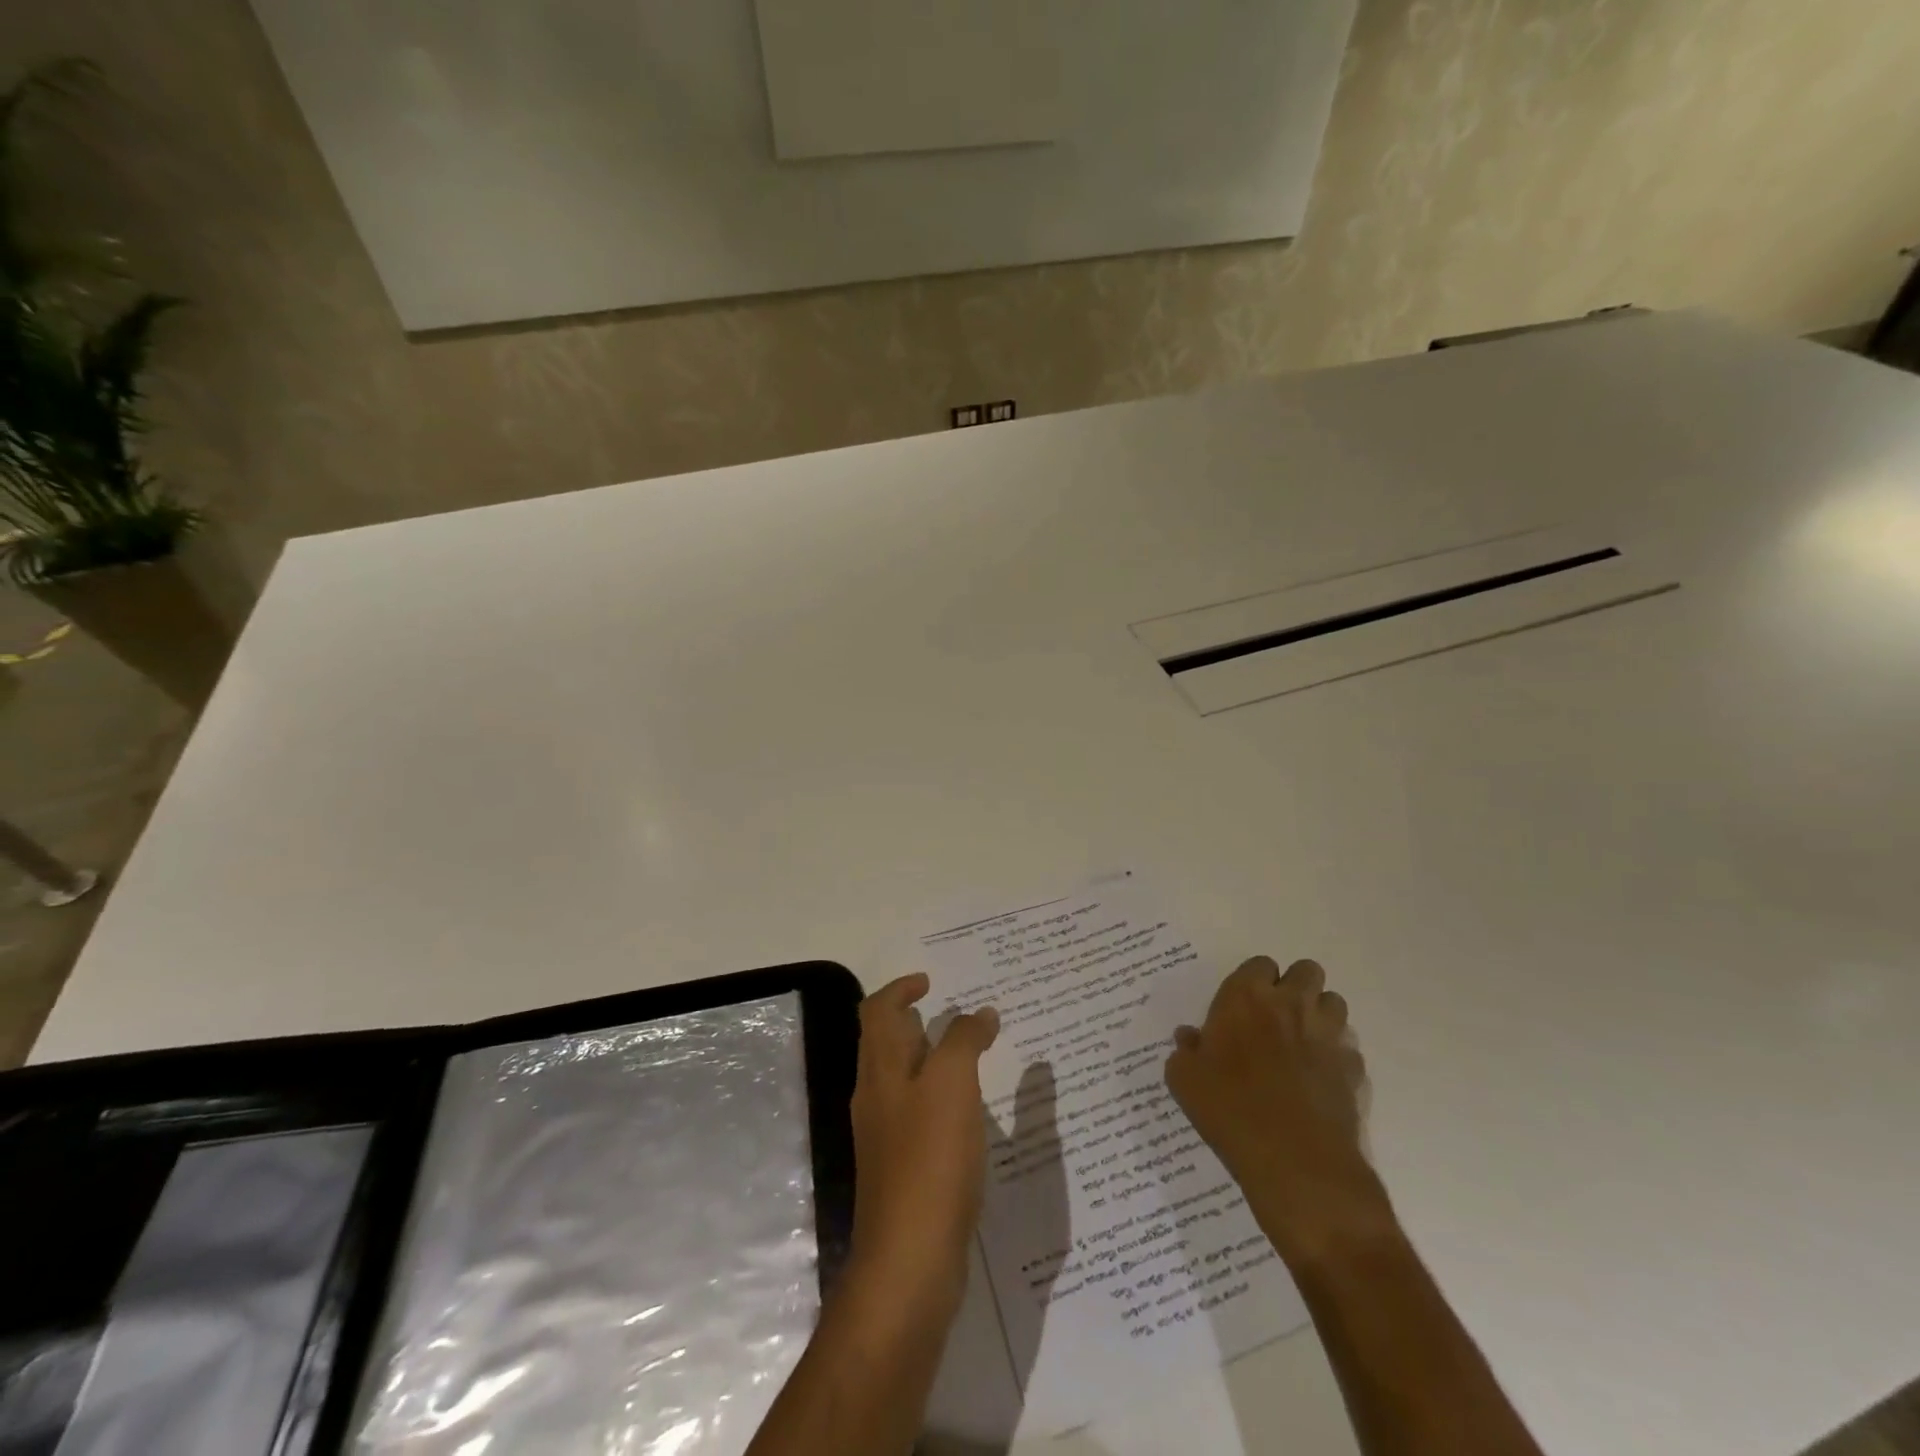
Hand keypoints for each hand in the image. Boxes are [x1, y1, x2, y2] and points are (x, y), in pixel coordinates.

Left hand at [847, 973, 999, 1311]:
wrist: (910, 1261)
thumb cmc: (929, 1159)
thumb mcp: (951, 1084)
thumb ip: (964, 1041)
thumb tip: (979, 1012)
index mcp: (881, 1070)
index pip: (877, 1011)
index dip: (899, 989)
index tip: (930, 982)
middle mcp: (876, 1098)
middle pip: (886, 1044)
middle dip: (914, 1021)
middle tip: (954, 1013)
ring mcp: (886, 1137)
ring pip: (903, 1081)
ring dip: (930, 1059)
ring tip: (969, 1055)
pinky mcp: (904, 1171)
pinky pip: (919, 1116)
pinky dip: (940, 1098)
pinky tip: (969, 1113)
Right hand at [1165, 957, 1387, 1263]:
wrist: (1295, 1163)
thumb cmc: (1229, 1109)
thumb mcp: (1184, 1079)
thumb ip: (1185, 1051)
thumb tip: (1190, 1038)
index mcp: (1246, 997)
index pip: (1259, 964)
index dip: (1254, 982)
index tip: (1243, 1007)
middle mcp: (1291, 1004)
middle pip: (1306, 971)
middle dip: (1295, 986)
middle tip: (1277, 1016)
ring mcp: (1328, 1036)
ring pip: (1334, 1003)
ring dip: (1319, 1014)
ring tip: (1302, 1042)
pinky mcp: (1353, 1070)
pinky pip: (1349, 1048)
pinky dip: (1337, 1056)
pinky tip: (1320, 1080)